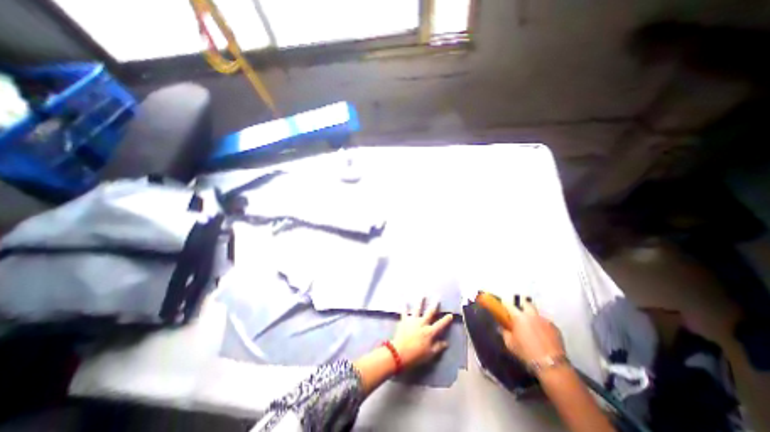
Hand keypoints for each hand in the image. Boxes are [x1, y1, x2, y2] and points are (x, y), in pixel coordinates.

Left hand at [394, 299, 451, 368]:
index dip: (446, 320)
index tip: (450, 314)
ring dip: (420, 301)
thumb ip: (438, 347)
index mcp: (430, 332)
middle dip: (434, 305)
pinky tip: (405, 301)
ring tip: (422, 295)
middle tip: (437, 298)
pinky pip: (404, 312)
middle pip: (430, 312)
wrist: (400, 352)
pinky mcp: (404, 320)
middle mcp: (422, 323)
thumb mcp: (430, 354)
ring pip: (417, 309)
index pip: (440, 324)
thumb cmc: (417, 355)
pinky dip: (404, 307)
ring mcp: (413, 320)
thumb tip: (446, 343)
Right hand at [500, 299, 564, 365]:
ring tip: (533, 326)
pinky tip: (543, 335)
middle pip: (526, 303)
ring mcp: (545, 320)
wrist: (552, 365)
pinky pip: (546, 323)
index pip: (509, 304)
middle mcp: (531, 315)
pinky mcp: (555, 328)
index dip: (505, 304)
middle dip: (522, 306)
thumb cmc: (526, 353)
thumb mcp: (510, 344)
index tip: (503, 306)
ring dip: (533, 317)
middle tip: (520, 314)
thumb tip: (501, 328)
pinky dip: (543, 326)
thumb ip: (504, 333)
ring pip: (537, 314)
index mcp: (518, 316)